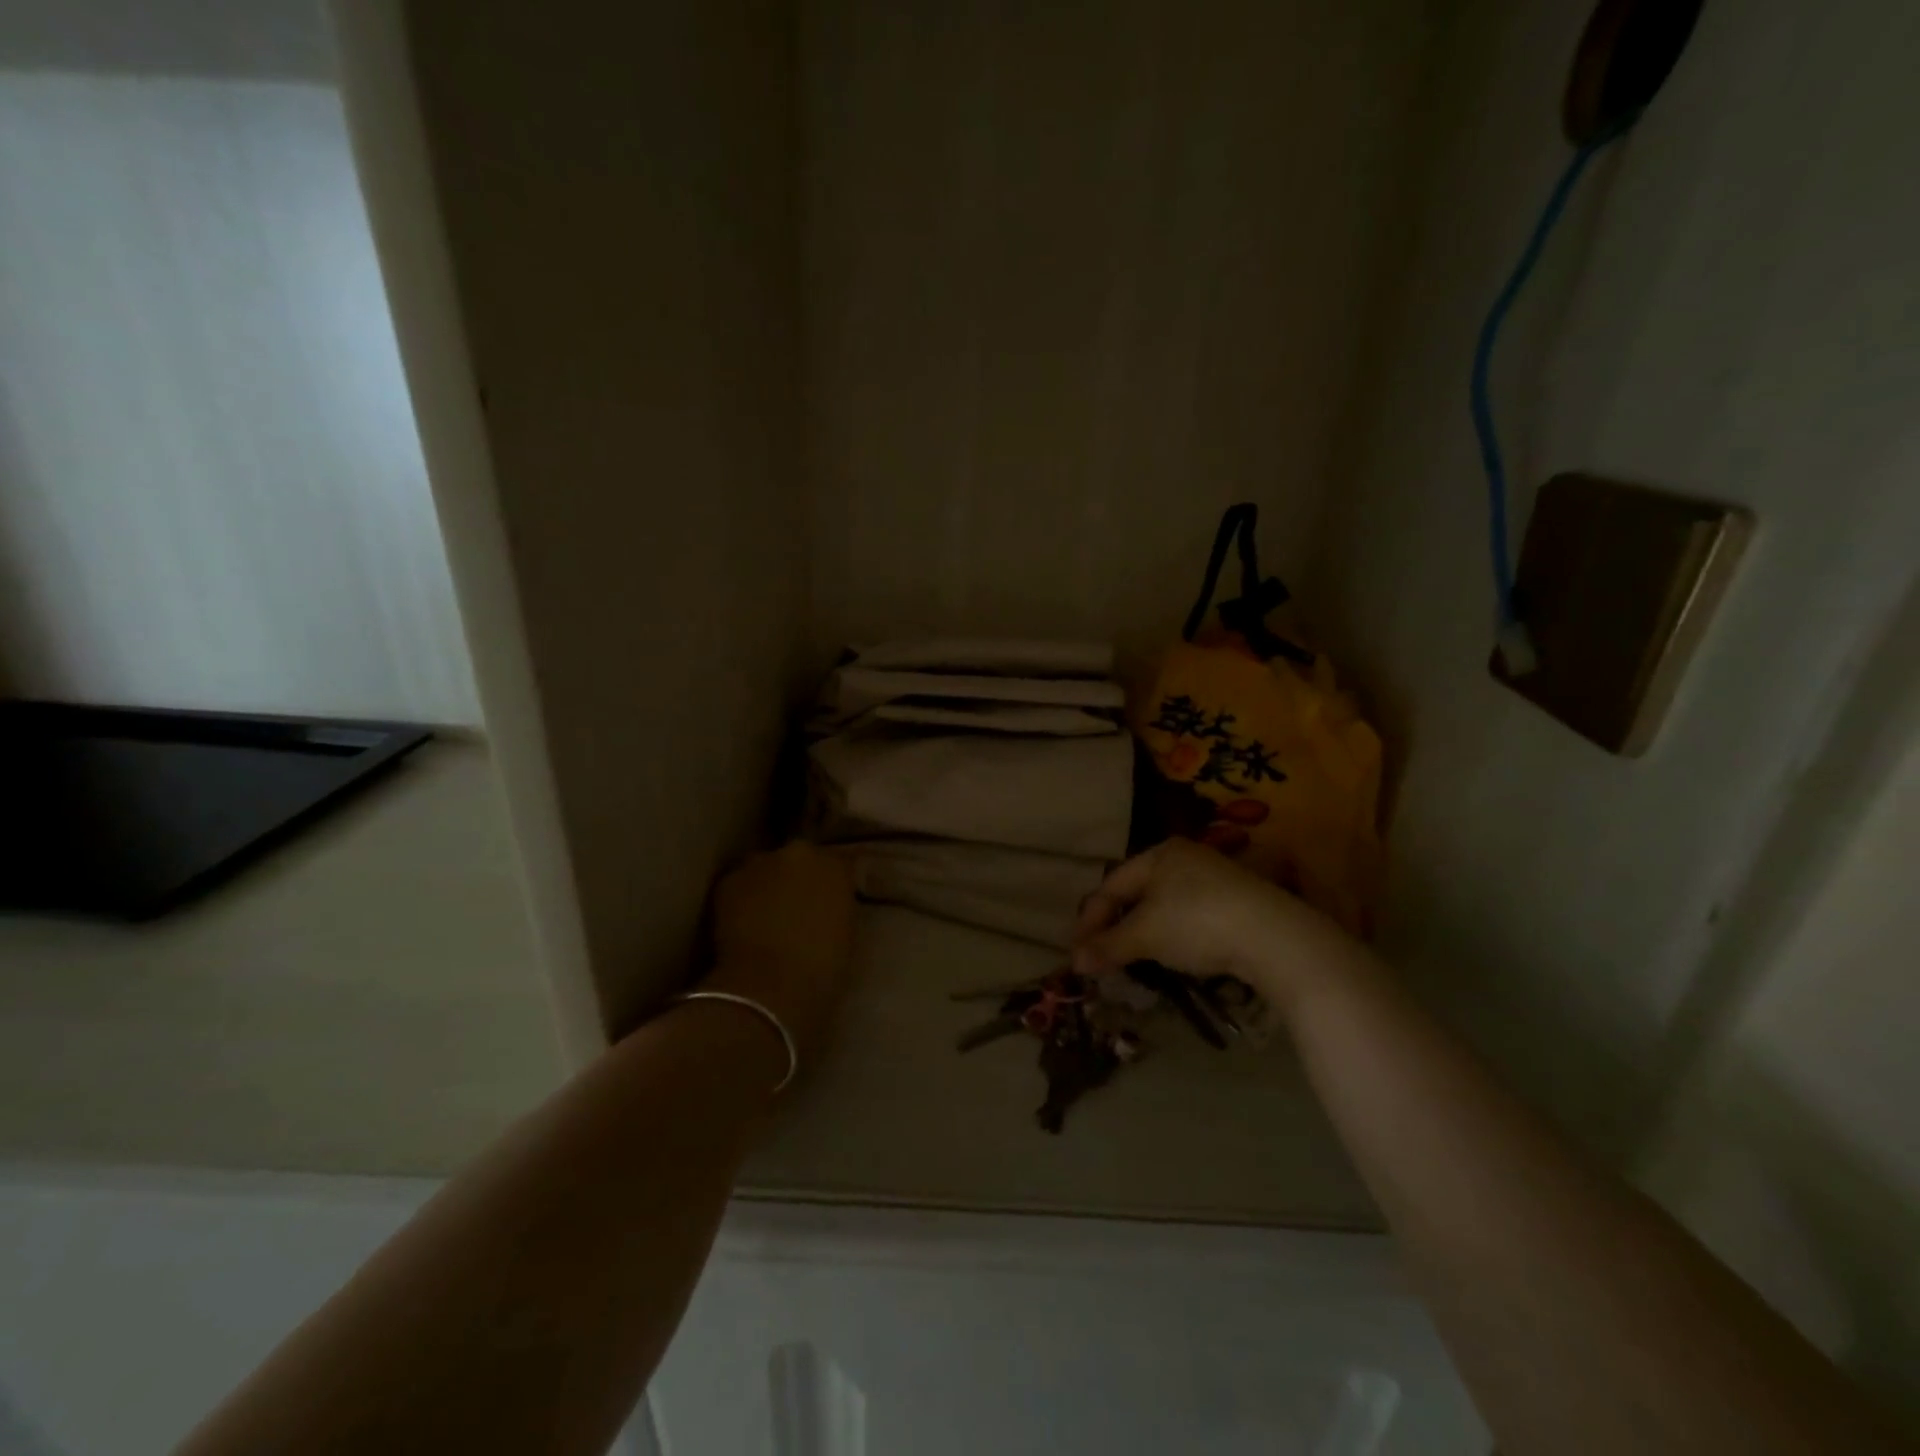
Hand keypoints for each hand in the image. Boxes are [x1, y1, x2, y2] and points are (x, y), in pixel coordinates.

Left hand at [705, 842, 855, 1065]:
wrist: (772, 986)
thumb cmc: (823, 968)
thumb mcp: (847, 931)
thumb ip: (837, 906)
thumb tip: (825, 905)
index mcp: (836, 865)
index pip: (837, 864)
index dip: (830, 883)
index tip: (828, 901)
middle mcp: (799, 853)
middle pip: (798, 859)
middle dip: (797, 878)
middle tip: (796, 908)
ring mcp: (760, 863)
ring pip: (765, 869)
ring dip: (766, 884)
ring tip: (764, 916)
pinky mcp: (728, 881)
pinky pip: (738, 885)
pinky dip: (740, 899)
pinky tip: (741, 925)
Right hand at [1071, 839, 1366, 1015]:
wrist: (1275, 938)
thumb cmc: (1198, 922)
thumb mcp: (1146, 935)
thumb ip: (1108, 945)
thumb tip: (1074, 962)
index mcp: (1159, 853)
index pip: (1111, 885)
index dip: (1090, 919)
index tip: (1078, 952)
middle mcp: (1185, 858)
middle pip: (1137, 894)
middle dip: (1115, 927)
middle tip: (1101, 957)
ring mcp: (1215, 880)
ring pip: (1164, 907)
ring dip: (1143, 935)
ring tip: (1133, 961)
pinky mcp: (1237, 904)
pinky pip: (1190, 918)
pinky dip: (1172, 937)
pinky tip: (1173, 957)